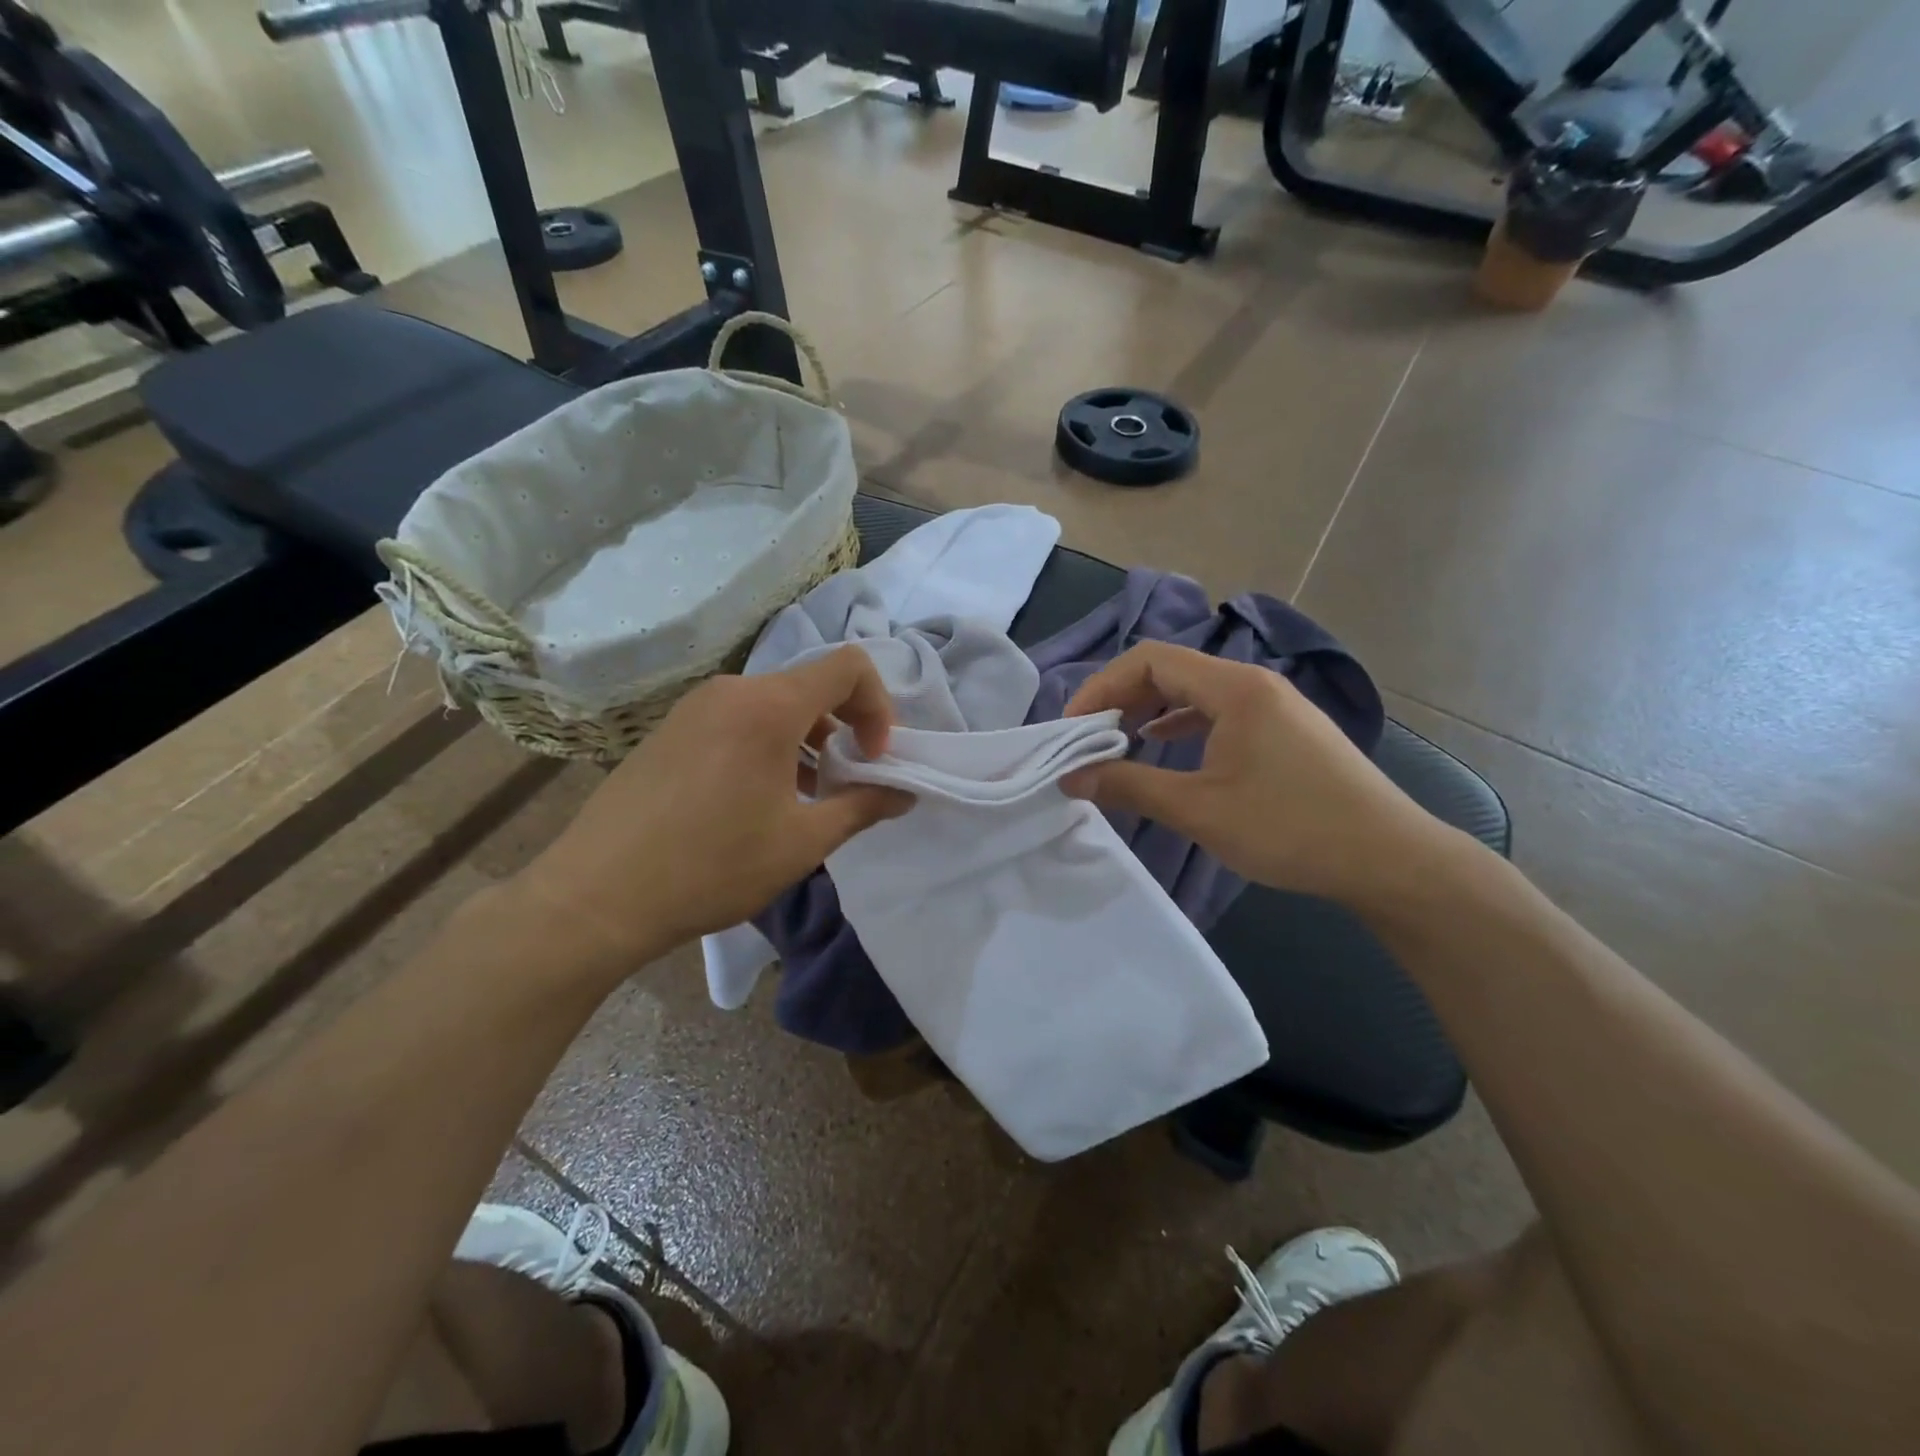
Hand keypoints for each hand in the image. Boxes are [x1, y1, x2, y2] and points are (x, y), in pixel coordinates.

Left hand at [520, 647, 911, 966]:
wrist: (597, 896)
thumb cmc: (712, 866)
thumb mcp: (802, 842)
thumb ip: (863, 807)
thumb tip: (904, 794)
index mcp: (768, 707)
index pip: (848, 666)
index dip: (877, 706)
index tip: (873, 758)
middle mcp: (732, 691)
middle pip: (810, 685)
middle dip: (845, 726)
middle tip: (848, 780)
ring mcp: (695, 707)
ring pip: (773, 704)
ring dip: (806, 739)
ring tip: (804, 797)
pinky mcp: (671, 729)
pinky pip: (738, 719)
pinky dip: (768, 744)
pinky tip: (756, 800)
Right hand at [1062, 642, 1467, 910]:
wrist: (1388, 858)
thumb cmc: (1290, 828)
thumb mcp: (1200, 810)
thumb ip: (1130, 786)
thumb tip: (1072, 778)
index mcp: (1234, 688)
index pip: (1149, 660)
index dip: (1102, 687)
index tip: (1073, 729)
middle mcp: (1253, 683)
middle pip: (1170, 670)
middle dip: (1121, 699)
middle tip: (1088, 739)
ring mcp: (1273, 706)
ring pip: (1194, 692)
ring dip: (1150, 712)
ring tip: (1118, 743)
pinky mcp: (1284, 730)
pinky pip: (1218, 712)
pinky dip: (1182, 725)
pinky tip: (1166, 748)